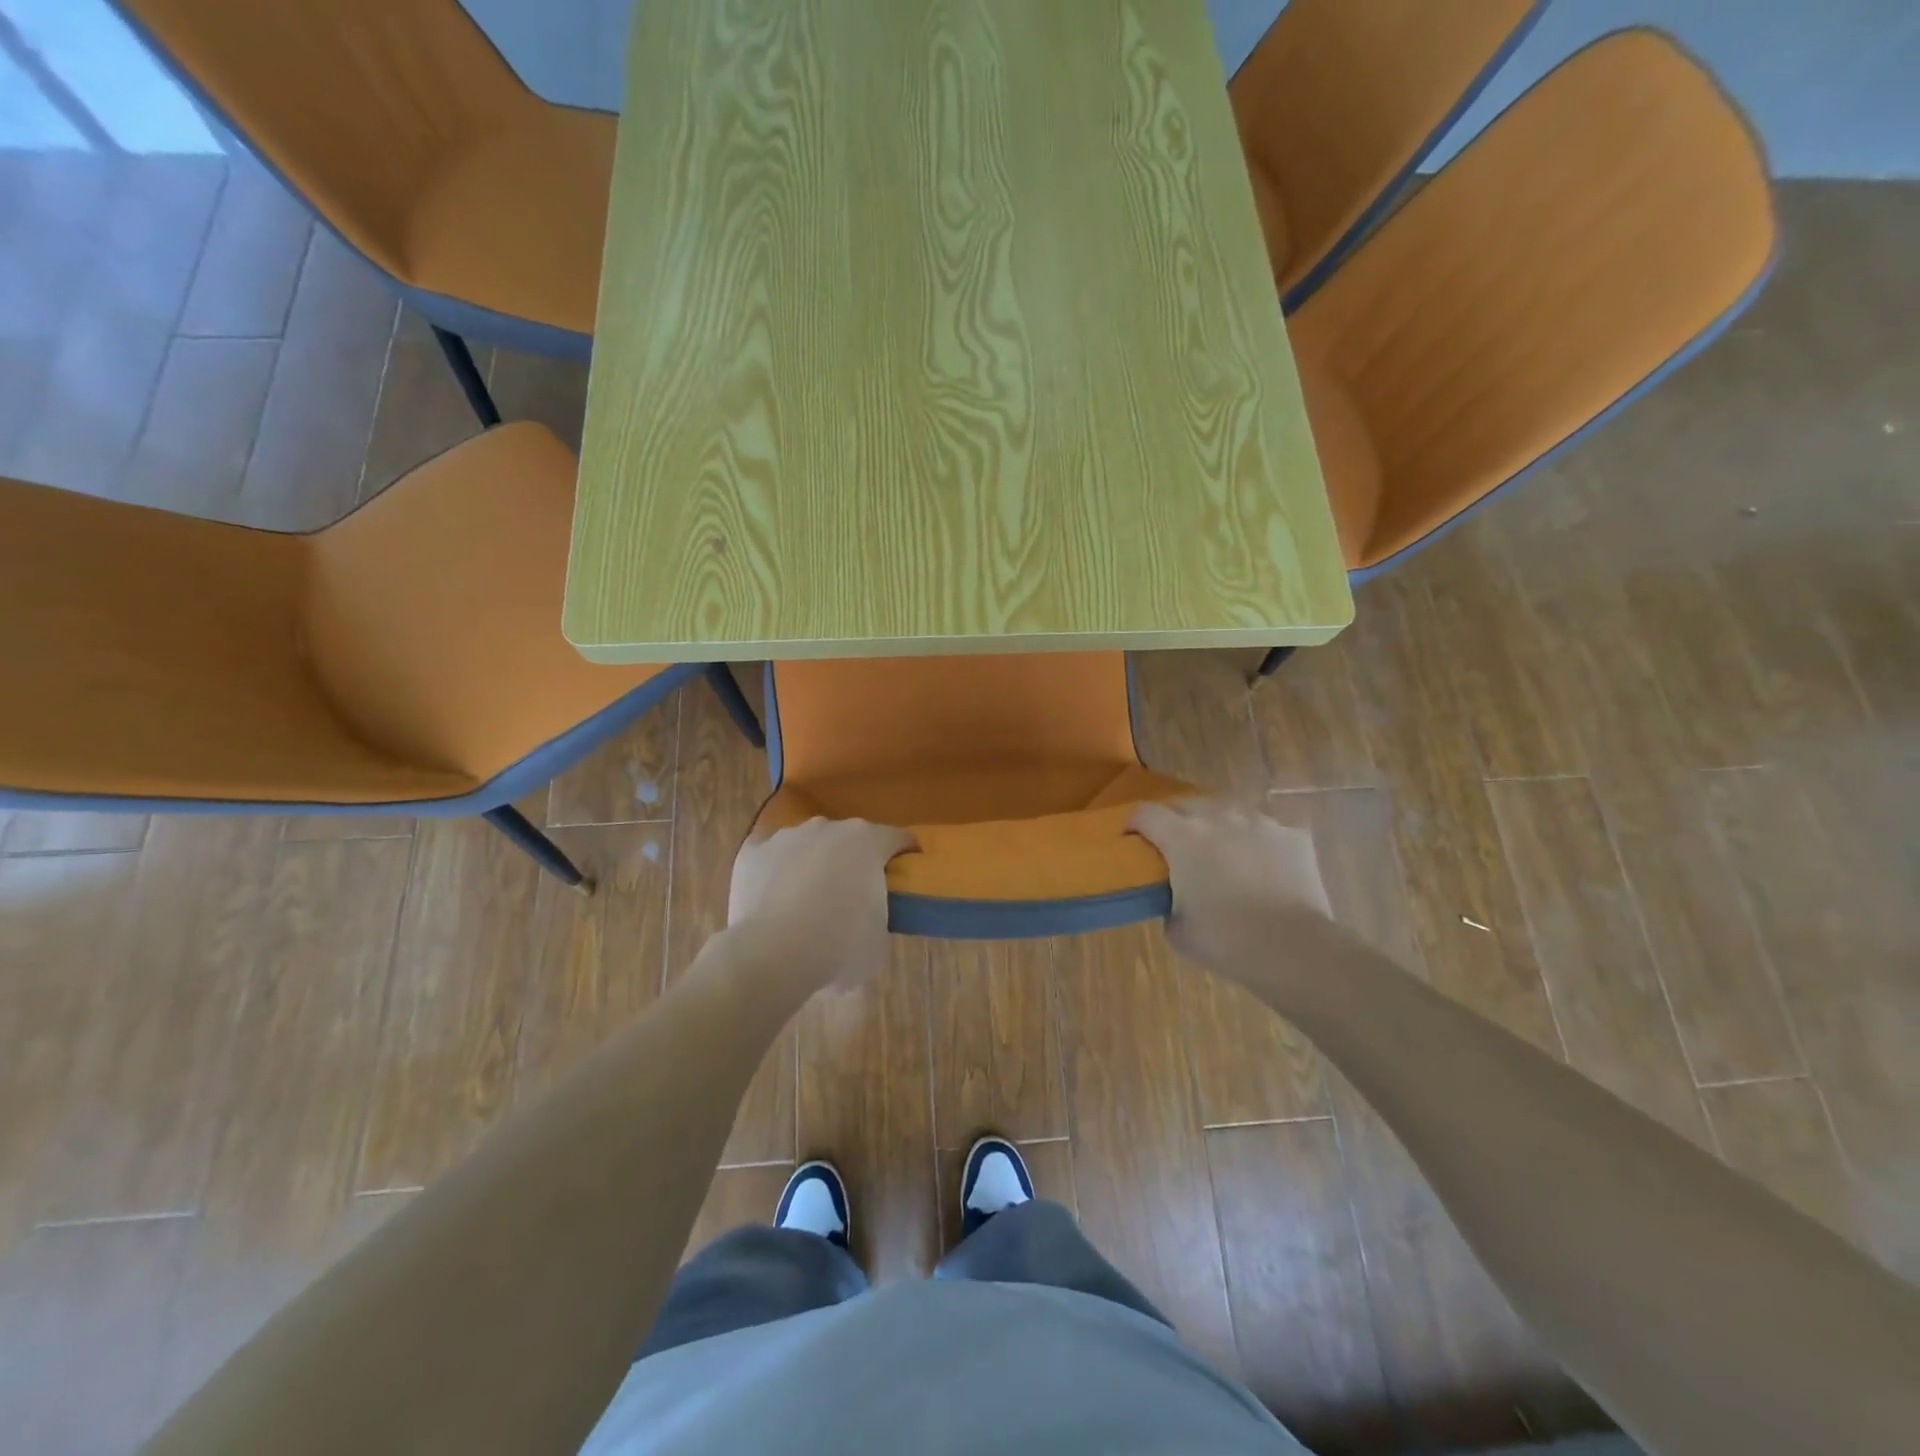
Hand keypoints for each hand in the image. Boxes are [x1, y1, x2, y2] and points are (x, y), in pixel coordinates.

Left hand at [727, 818, 916, 994]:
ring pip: (808, 843)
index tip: (907, 870)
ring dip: (813, 862)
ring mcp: (786, 836)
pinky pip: (770, 856)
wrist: (774, 954)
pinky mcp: (753, 852)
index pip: (897, 838)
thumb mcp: (878, 939)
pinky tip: (773, 896)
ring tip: (807, 899)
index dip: (905, 853)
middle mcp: (828, 827)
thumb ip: (876, 915)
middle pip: (850, 838)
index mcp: (868, 842)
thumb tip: (863, 919)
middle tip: (854, 893)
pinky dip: (775, 870)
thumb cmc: (839, 946)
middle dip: (854, 859)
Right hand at [1130, 798, 1332, 977]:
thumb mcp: (1177, 930)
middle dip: (1176, 820)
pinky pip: (1267, 830)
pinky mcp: (1293, 835)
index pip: (1145, 813)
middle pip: (1187, 804)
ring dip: (1219, 827)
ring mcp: (1260, 823)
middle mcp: (1219, 818)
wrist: (1293, 948)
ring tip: (1224, 853)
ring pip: (1230, 811)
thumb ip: (1169, 902)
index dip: (1133, 823)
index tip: (1132, 839)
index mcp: (1183, 838)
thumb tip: (1176, 898)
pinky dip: (1259, 843)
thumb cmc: (1225, 941)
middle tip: (1177, 847)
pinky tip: (1264, 867)